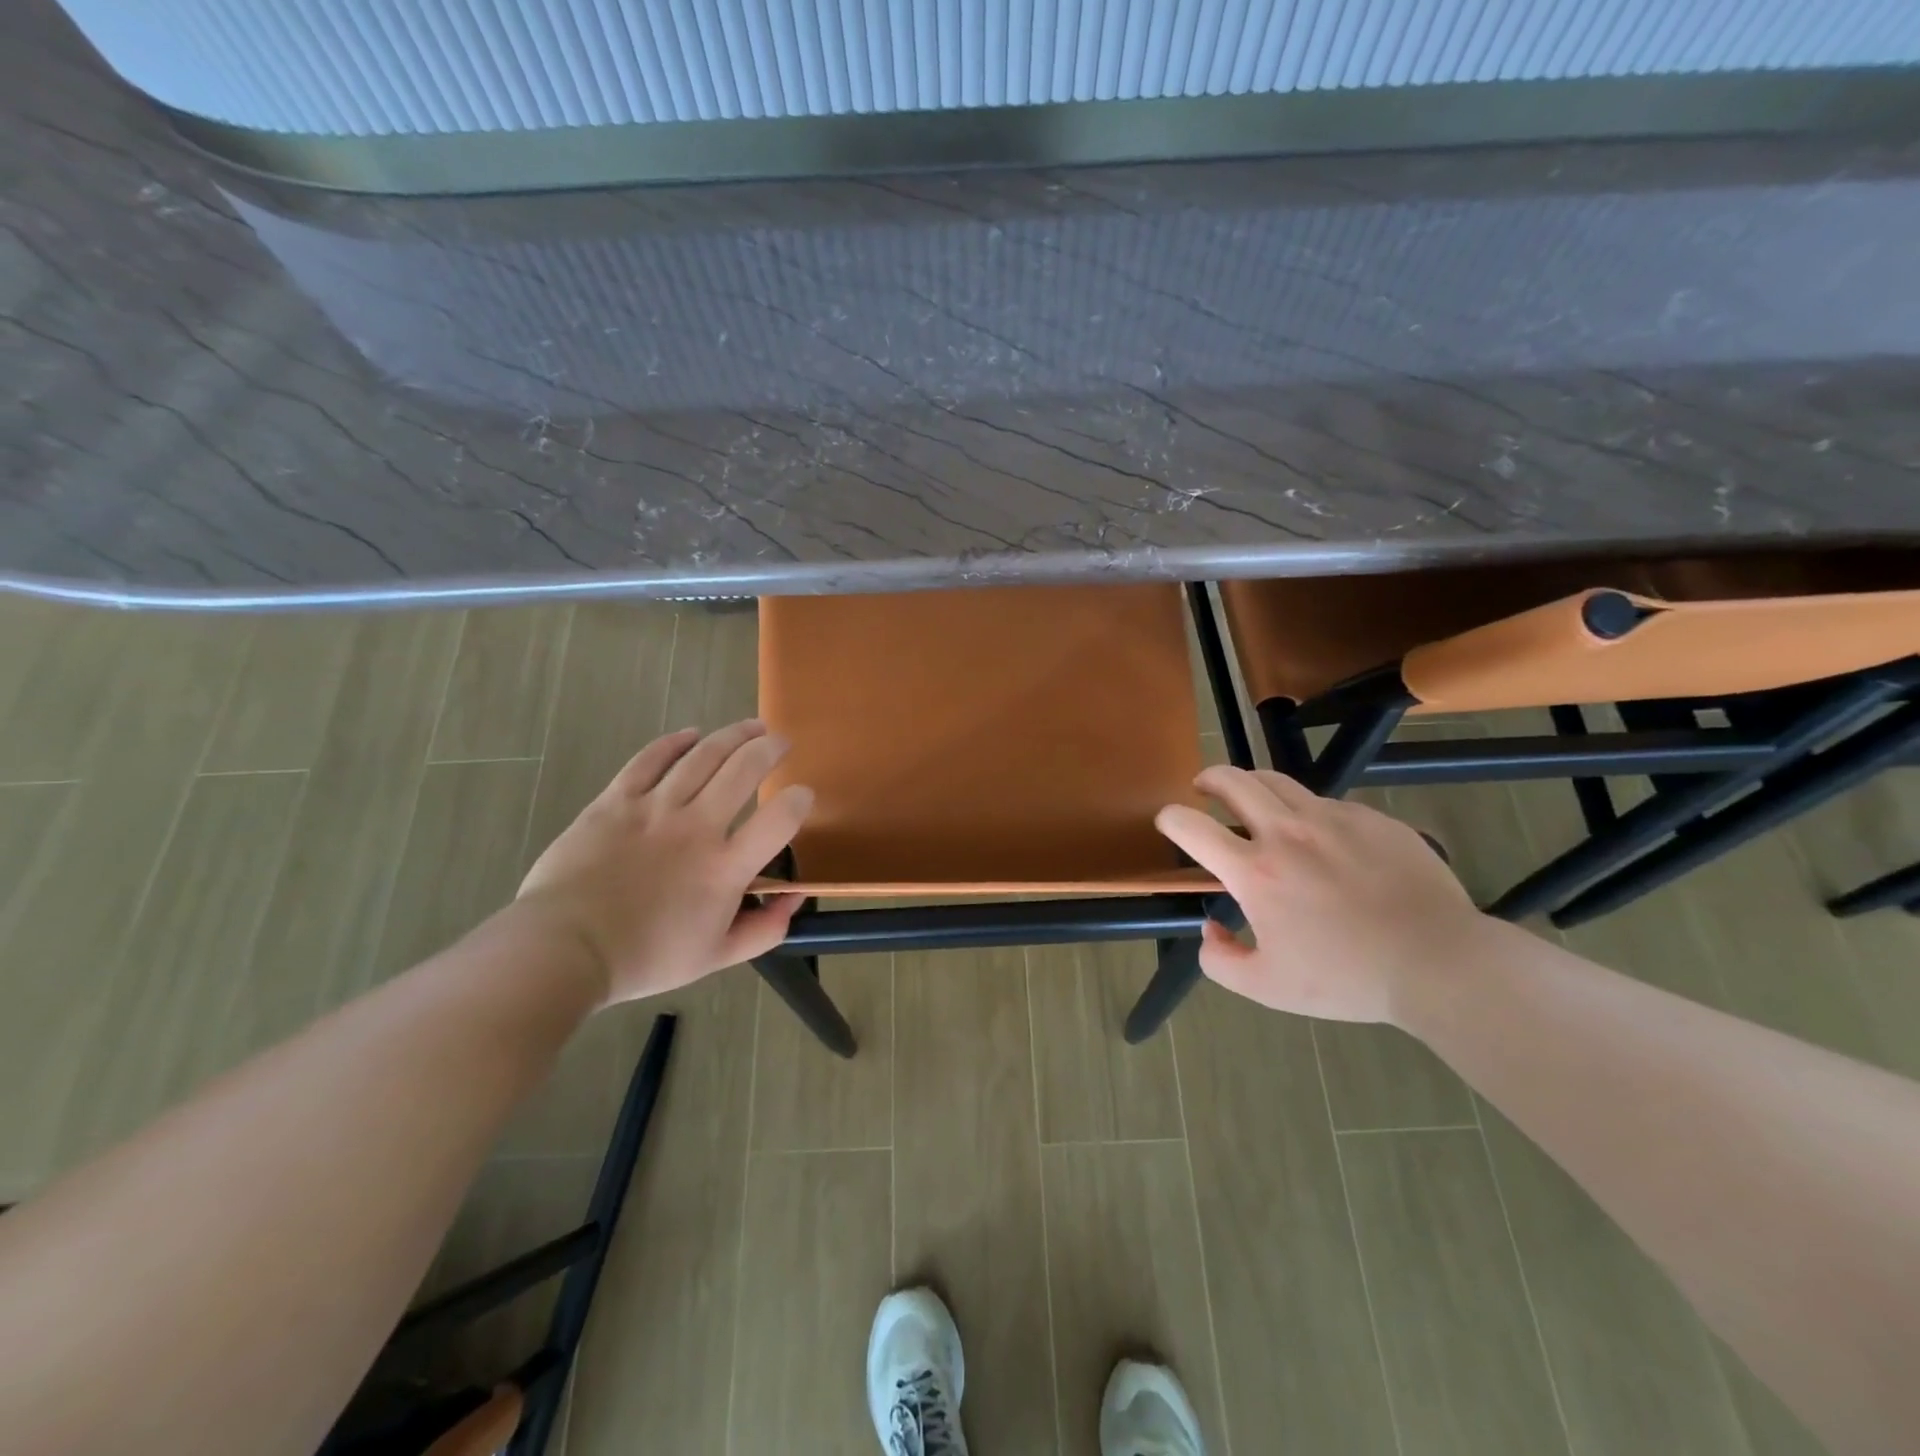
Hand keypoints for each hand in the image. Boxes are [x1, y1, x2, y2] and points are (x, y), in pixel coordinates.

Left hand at [518, 721, 811, 1004]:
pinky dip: (675, 742)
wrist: (564, 949)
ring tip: (751, 727)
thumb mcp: (716, 957)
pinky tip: (692, 734)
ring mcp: (654, 808)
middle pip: (744, 770)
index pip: (779, 821)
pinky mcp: (616, 800)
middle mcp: (697, 827)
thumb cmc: (645, 958)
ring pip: (703, 755)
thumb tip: (793, 899)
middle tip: (781, 742)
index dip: (799, 801)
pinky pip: (650, 759)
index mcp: (725, 868)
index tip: (803, 794)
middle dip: (770, 749)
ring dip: (733, 735)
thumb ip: (763, 929)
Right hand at [1155, 767, 1487, 1023]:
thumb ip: (1221, 961)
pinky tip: (1321, 838)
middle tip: (1204, 788)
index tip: (1169, 821)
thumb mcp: (1268, 988)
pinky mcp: (1372, 818)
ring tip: (1253, 798)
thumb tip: (1210, 931)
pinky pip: (1327, 803)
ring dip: (1253, 784)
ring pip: (1278, 780)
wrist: (1439, 963)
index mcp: (1255, 871)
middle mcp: (1287, 832)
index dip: (1170, 818)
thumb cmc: (1347, 979)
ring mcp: (1333, 819)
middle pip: (1232, 780)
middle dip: (1208, 779)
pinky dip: (1308, 811)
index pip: (1191, 826)